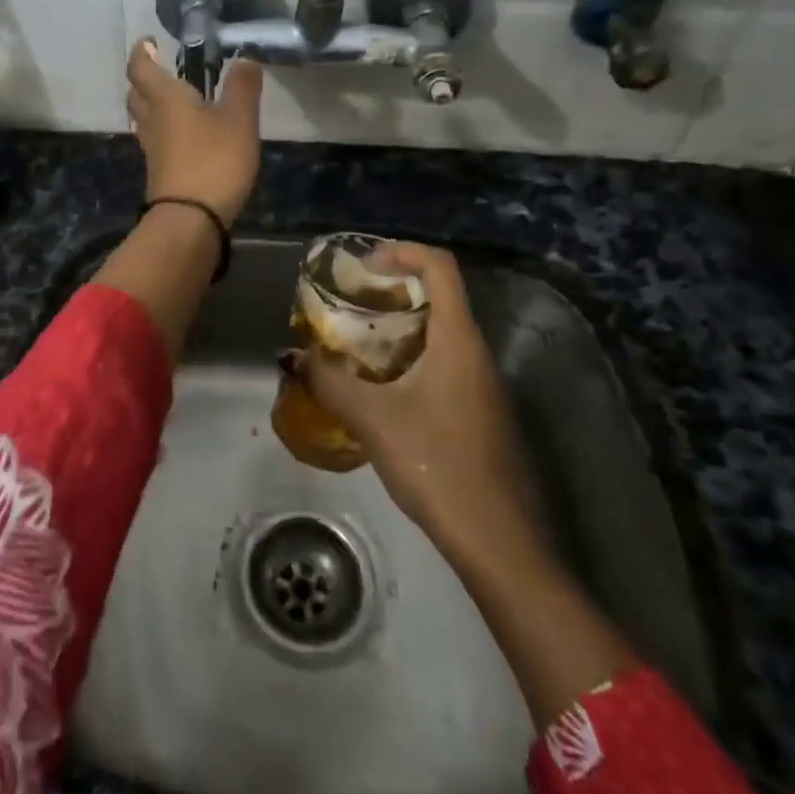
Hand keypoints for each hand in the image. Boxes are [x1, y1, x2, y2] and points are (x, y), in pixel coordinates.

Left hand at [125, 38, 262, 225]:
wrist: (190, 219)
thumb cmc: (214, 160)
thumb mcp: (239, 120)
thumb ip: (242, 88)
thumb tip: (244, 58)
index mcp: (166, 99)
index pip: (141, 68)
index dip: (142, 52)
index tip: (149, 42)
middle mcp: (152, 120)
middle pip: (136, 94)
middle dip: (143, 79)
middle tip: (159, 69)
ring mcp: (152, 149)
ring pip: (143, 119)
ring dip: (152, 105)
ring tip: (173, 100)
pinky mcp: (159, 171)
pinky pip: (155, 140)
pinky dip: (164, 130)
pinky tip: (183, 135)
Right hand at [303, 242, 543, 563]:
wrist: (500, 542)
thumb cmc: (438, 465)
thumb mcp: (374, 420)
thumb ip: (330, 383)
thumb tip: (294, 357)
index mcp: (458, 340)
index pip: (440, 267)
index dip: (402, 252)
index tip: (364, 266)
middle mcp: (476, 352)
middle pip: (439, 296)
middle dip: (393, 290)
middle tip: (350, 302)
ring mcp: (483, 385)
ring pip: (440, 333)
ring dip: (399, 327)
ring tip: (355, 342)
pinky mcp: (481, 412)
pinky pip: (444, 363)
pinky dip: (410, 357)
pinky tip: (380, 388)